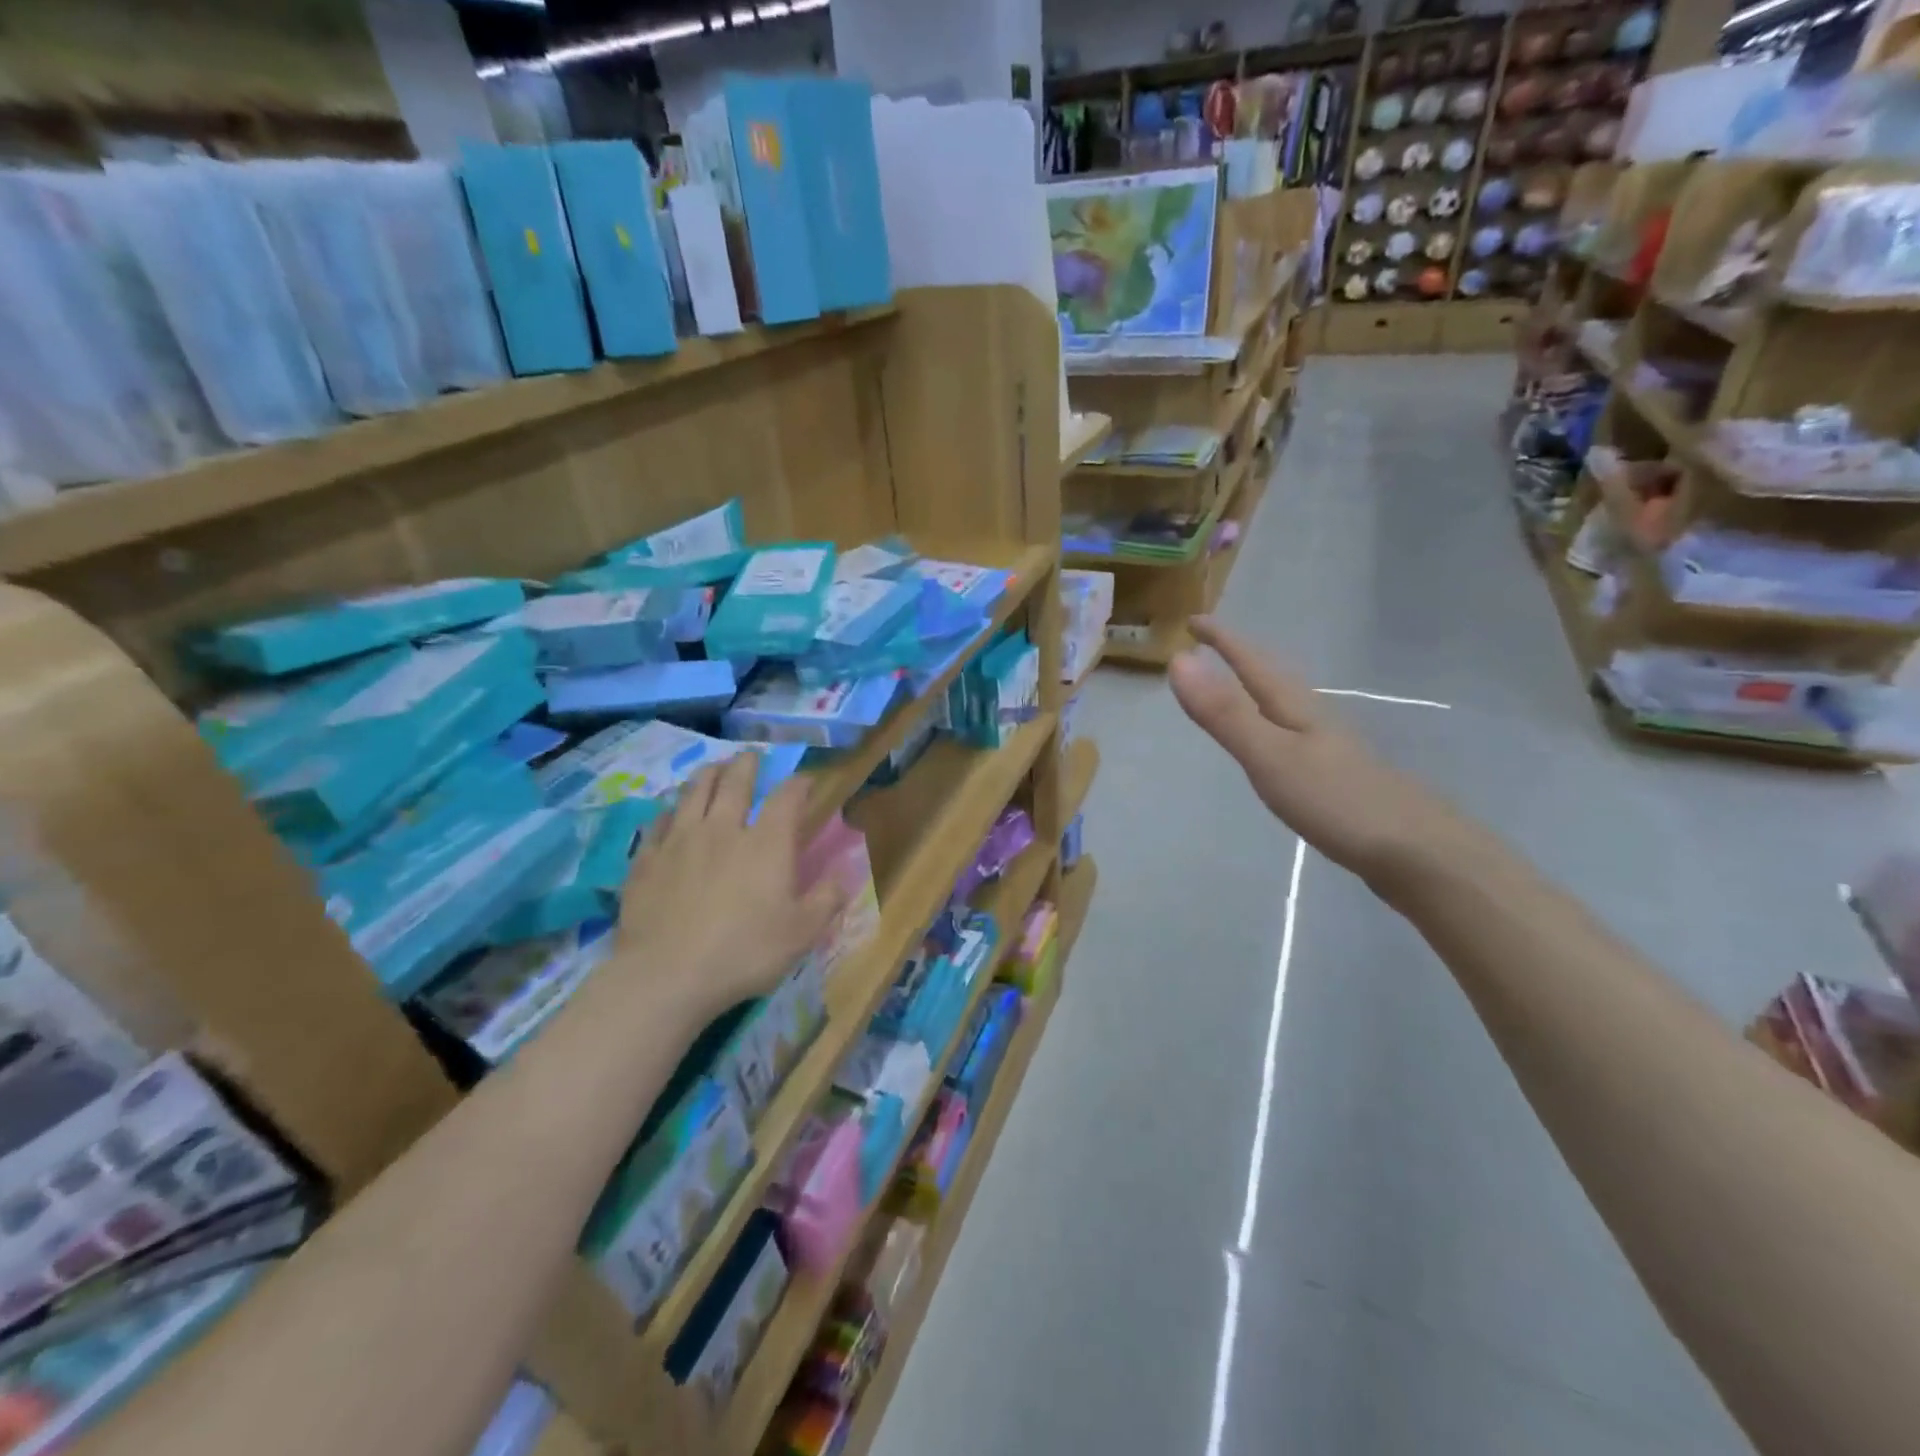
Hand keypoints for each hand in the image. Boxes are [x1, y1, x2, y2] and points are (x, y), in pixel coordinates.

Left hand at [614, 755, 841, 1022]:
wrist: (666, 975)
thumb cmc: (744, 952)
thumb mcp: (802, 933)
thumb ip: (827, 899)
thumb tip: (845, 874)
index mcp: (767, 843)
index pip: (787, 797)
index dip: (799, 784)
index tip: (805, 781)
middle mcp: (723, 829)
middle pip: (735, 782)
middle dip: (747, 765)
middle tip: (751, 757)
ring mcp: (680, 840)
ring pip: (694, 792)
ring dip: (708, 775)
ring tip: (714, 769)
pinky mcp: (647, 859)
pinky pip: (658, 822)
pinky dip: (669, 812)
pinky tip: (670, 815)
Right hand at [1169, 617, 1474, 887]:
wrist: (1419, 851)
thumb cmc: (1336, 801)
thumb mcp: (1269, 756)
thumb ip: (1225, 713)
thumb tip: (1179, 661)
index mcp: (1296, 708)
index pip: (1252, 663)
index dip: (1223, 641)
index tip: (1193, 620)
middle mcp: (1315, 719)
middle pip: (1273, 677)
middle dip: (1241, 657)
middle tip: (1211, 644)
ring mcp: (1332, 747)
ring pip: (1287, 704)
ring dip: (1258, 688)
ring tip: (1238, 685)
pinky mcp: (1340, 776)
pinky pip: (1295, 733)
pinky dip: (1274, 722)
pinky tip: (1279, 743)